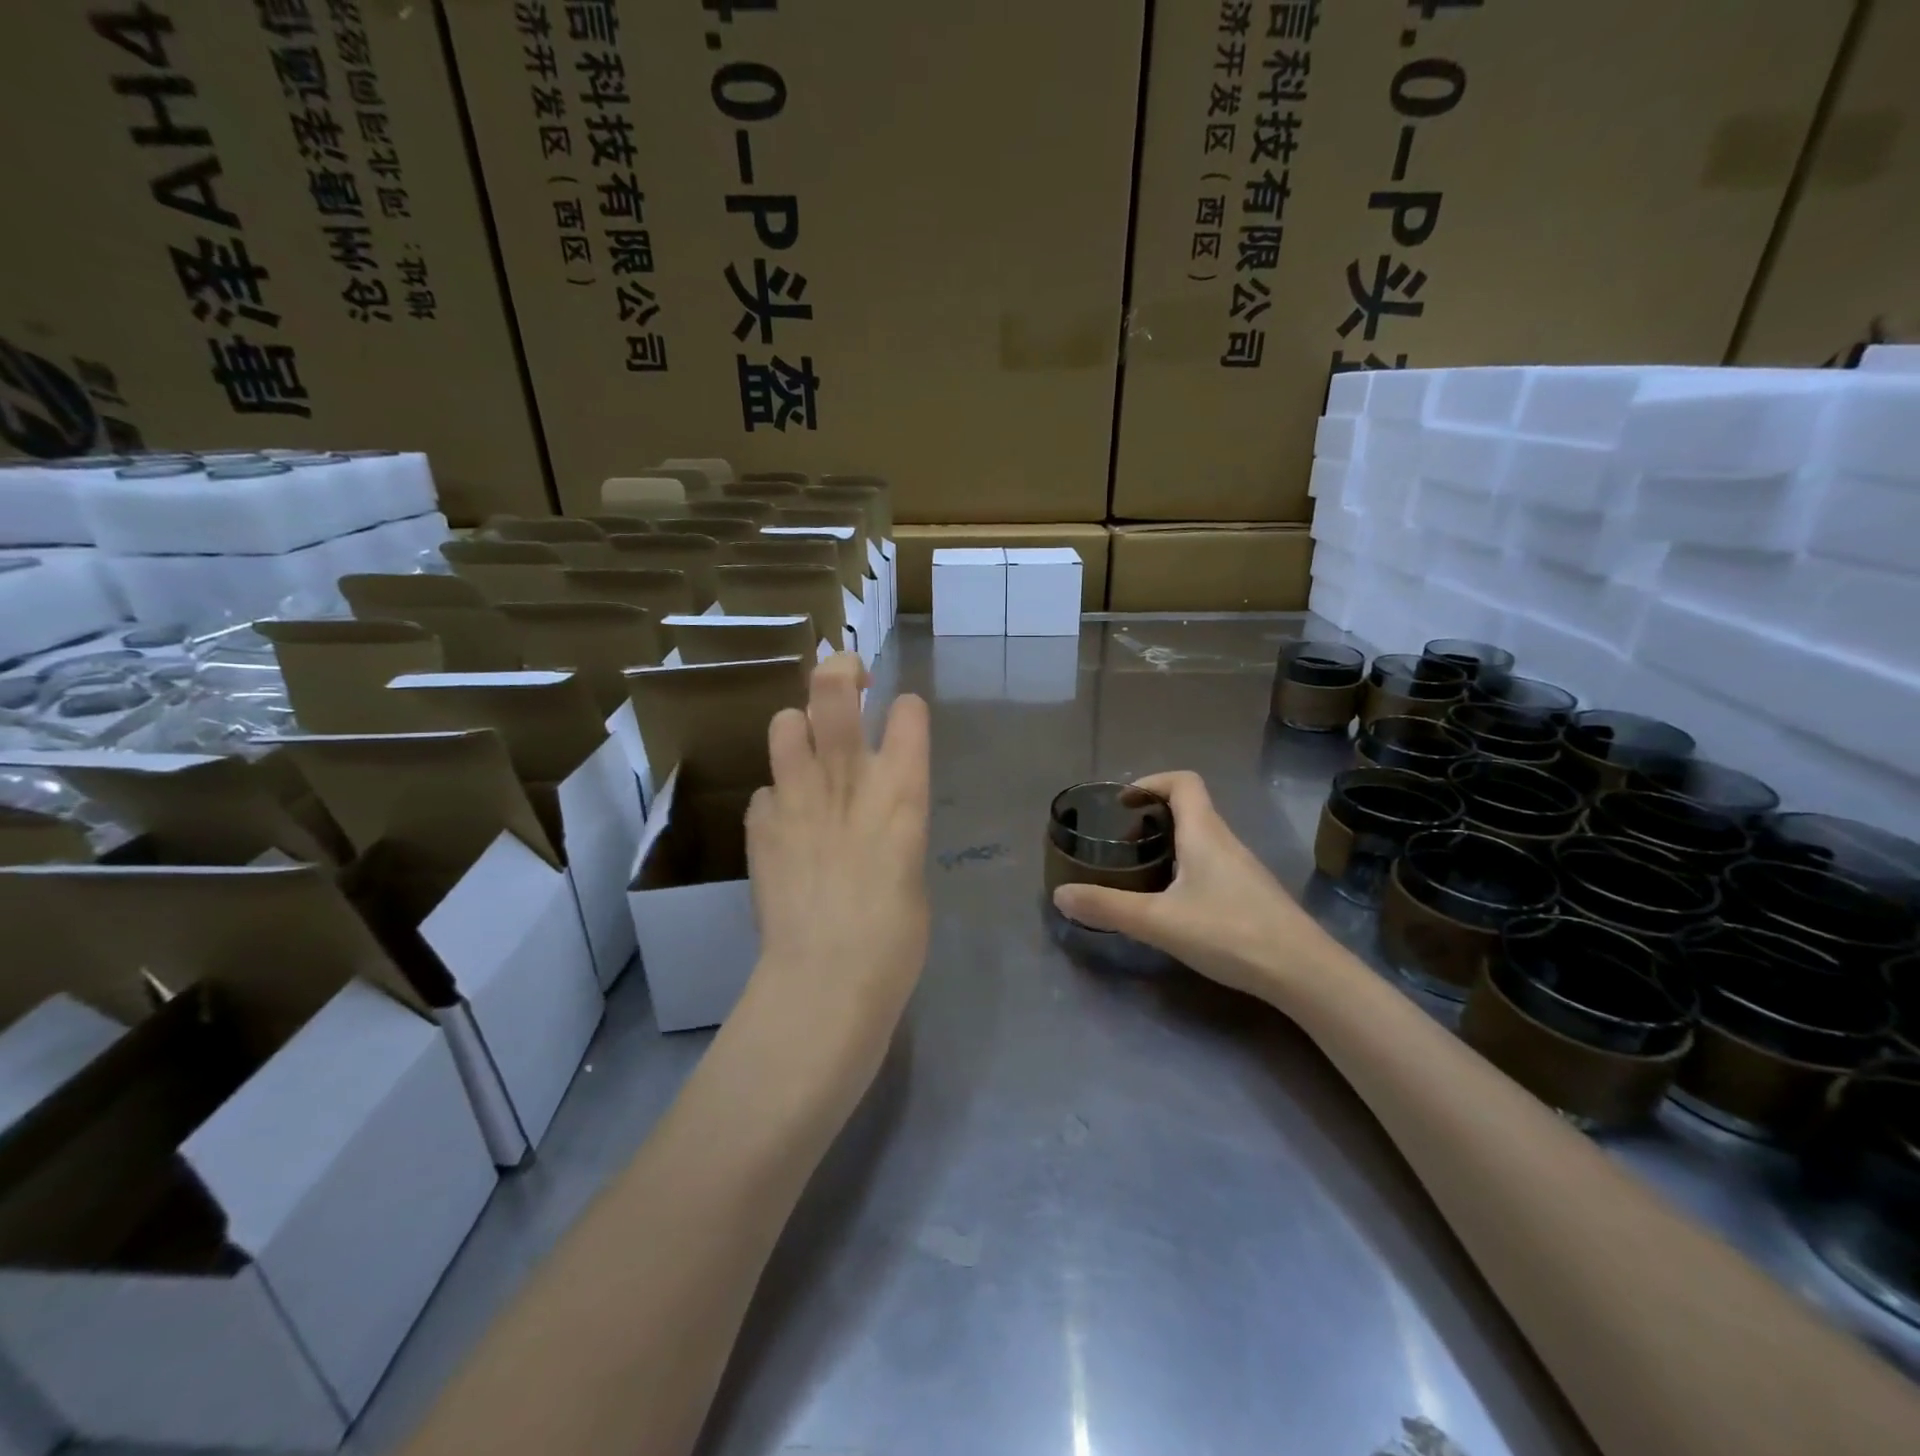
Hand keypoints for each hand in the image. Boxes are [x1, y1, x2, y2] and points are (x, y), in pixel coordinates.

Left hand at [744, 654, 930, 1083]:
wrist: (827, 977)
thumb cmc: (895, 937)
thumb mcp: (910, 869)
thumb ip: (892, 826)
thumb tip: (873, 817)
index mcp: (902, 791)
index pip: (908, 713)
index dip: (905, 710)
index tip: (901, 718)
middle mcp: (848, 778)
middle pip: (834, 689)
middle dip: (841, 669)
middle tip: (848, 677)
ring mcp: (796, 796)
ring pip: (785, 722)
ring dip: (798, 730)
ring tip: (807, 754)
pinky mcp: (760, 824)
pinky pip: (765, 791)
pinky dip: (777, 799)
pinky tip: (785, 828)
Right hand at [1051, 771, 1319, 999]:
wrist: (1303, 973)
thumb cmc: (1229, 932)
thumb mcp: (1158, 921)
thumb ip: (1108, 906)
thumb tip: (1060, 894)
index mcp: (1204, 833)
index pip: (1183, 782)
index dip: (1151, 781)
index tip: (1124, 802)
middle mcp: (1226, 842)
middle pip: (1191, 809)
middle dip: (1153, 817)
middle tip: (1123, 842)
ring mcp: (1243, 869)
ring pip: (1202, 840)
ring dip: (1170, 844)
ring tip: (1141, 872)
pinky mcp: (1252, 895)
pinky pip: (1213, 865)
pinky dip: (1187, 869)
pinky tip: (1175, 904)